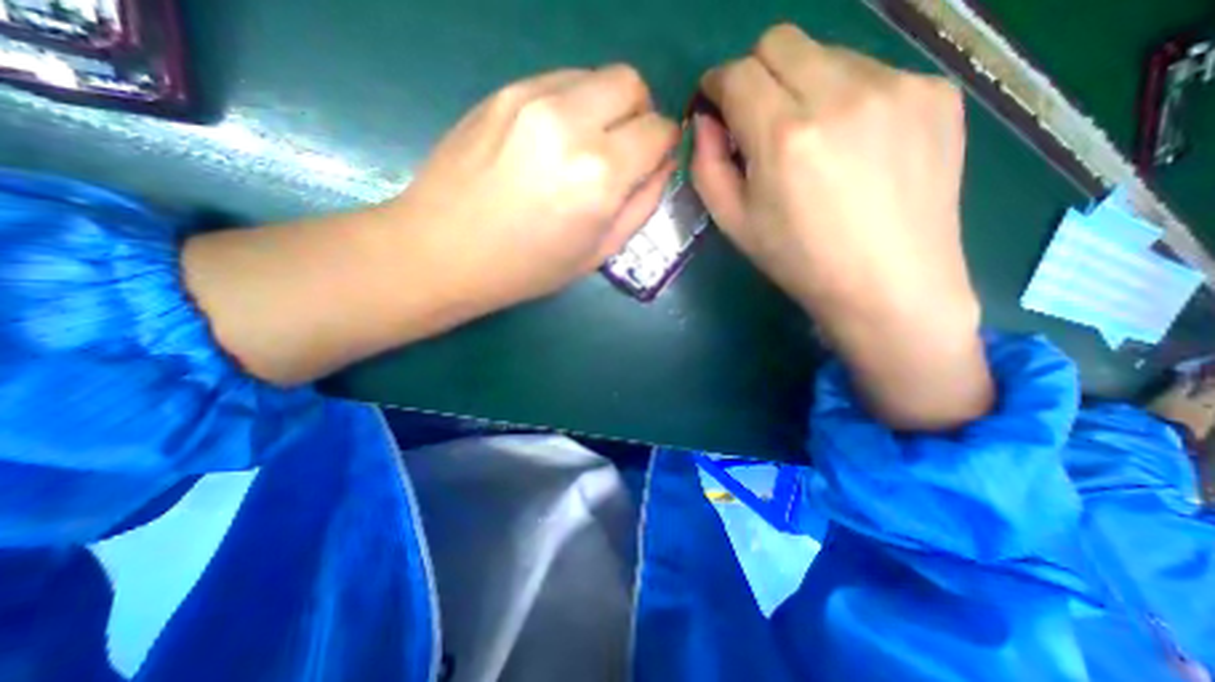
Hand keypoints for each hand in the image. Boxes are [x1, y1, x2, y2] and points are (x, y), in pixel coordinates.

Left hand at [384, 67, 677, 311]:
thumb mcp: (599, 252)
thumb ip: (641, 205)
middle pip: (631, 85)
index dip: (663, 147)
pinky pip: (558, 82)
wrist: (443, 251)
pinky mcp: (502, 92)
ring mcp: (531, 99)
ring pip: (595, 76)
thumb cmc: (527, 268)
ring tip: (583, 150)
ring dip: (604, 109)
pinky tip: (551, 142)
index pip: (659, 130)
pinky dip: (572, 105)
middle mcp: (570, 123)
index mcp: (599, 174)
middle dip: (639, 116)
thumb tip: (661, 166)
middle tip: (622, 153)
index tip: (650, 165)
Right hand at [698, 27, 991, 430]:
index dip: (716, 86)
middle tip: (757, 120)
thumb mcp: (733, 223)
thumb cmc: (799, 261)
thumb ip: (706, 166)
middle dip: (755, 74)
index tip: (715, 107)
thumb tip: (706, 122)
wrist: (889, 285)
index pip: (737, 73)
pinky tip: (853, 145)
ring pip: (826, 53)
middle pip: (780, 41)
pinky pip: (871, 71)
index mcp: (784, 135)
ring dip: (802, 85)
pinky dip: (845, 97)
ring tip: (811, 139)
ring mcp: (897, 85)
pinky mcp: (935, 90)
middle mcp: (841, 93)